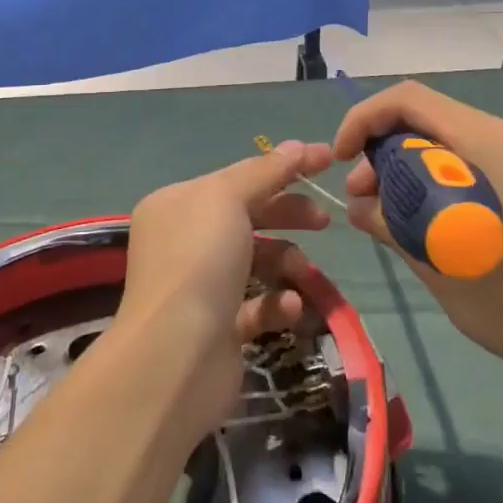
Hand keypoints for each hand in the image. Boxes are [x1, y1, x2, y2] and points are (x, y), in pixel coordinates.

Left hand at [119, 140, 334, 434]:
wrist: (174, 357)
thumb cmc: (198, 261)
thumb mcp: (228, 200)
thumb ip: (265, 172)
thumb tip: (297, 145)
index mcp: (177, 204)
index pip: (237, 176)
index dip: (283, 168)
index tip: (328, 161)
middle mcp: (183, 240)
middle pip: (248, 216)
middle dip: (288, 215)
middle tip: (324, 221)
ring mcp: (200, 286)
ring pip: (257, 261)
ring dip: (287, 263)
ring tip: (303, 274)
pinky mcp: (219, 328)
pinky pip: (257, 305)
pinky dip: (277, 304)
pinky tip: (289, 308)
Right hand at [333, 82, 502, 396]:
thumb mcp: (437, 262)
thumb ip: (391, 220)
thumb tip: (359, 205)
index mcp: (493, 144)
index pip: (411, 100)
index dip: (365, 118)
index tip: (342, 158)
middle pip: (431, 118)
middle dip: (384, 148)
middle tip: (363, 197)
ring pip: (452, 140)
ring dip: (411, 165)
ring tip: (389, 212)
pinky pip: (475, 161)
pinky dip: (440, 178)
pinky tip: (428, 217)